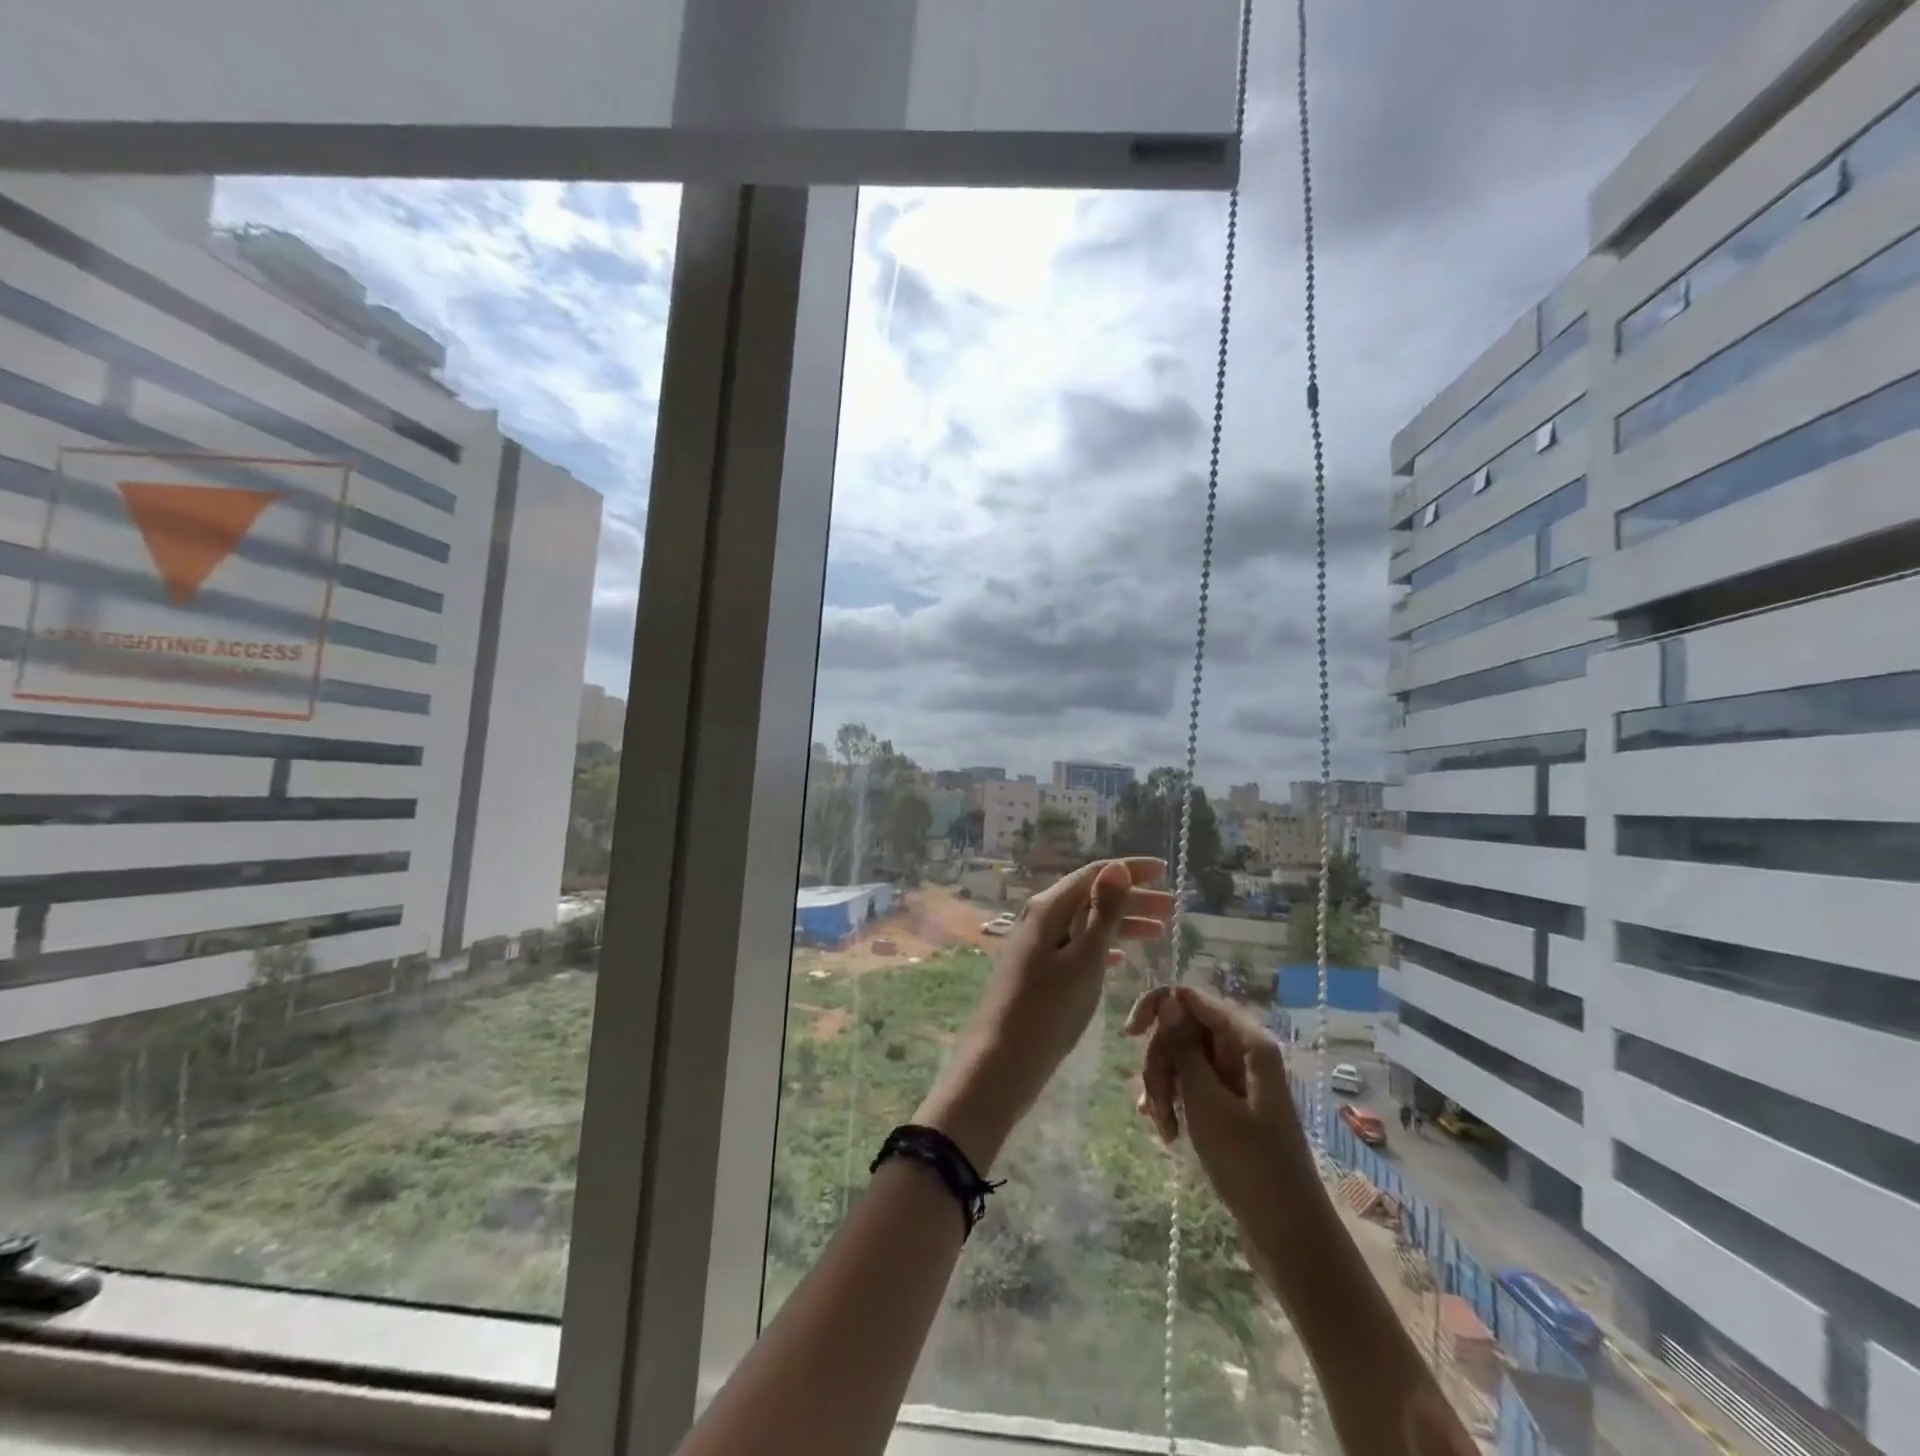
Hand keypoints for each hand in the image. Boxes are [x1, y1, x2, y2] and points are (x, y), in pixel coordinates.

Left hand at [916, 858, 1169, 1170]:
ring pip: (1086, 923)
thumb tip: (1117, 867)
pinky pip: (1076, 946)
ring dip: (1122, 924)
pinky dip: (1102, 947)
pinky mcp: (1038, 970)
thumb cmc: (1048, 1010)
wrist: (1002, 1061)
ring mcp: (1037, 945)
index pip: (1095, 874)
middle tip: (1173, 908)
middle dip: (1133, 899)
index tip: (1165, 870)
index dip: (1131, 870)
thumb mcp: (1084, 959)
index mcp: (1049, 908)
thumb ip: (1103, 913)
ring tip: (1159, 932)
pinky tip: (1121, 958)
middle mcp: (1040, 918)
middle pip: (1092, 897)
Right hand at [1124, 985, 1320, 1236]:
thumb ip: (1184, 1047)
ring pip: (1182, 1058)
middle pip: (1183, 1029)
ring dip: (1164, 1087)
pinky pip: (1191, 1084)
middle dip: (1161, 1062)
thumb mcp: (1207, 1103)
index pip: (1191, 998)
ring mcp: (1236, 1079)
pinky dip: (1174, 1101)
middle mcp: (1242, 1051)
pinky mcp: (1230, 1104)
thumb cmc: (1250, 1166)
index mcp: (1247, 1042)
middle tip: (1154, 1103)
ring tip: (1161, 1127)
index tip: (1129, 1035)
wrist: (1288, 1235)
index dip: (1157, 1008)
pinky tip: (1164, 1130)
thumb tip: (1168, 998)